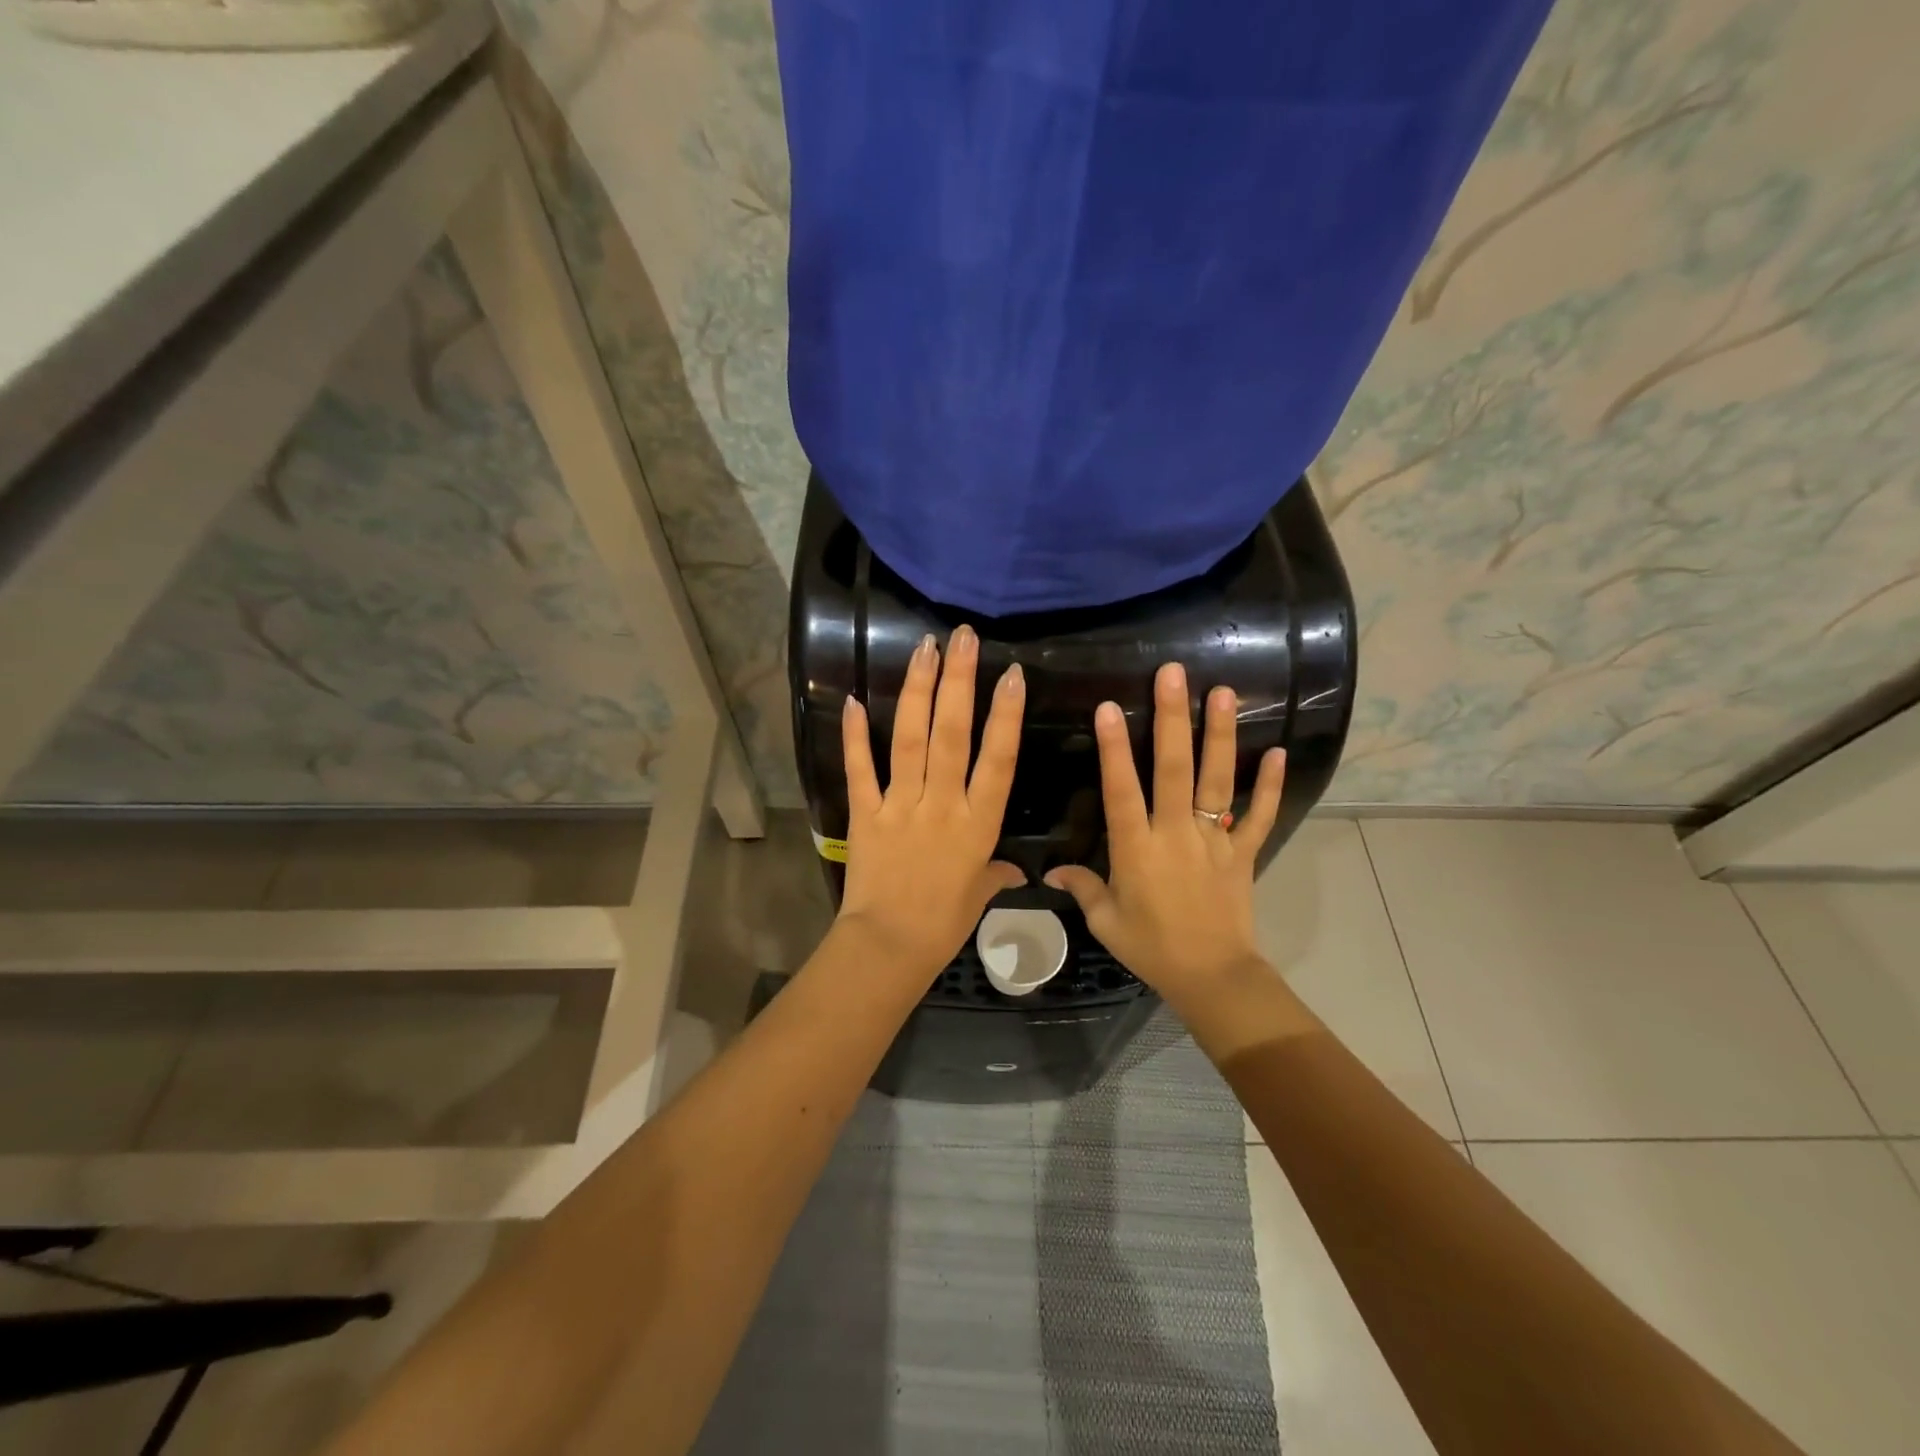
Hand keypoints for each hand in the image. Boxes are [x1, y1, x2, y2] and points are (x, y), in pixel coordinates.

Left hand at [836, 624, 1026, 977]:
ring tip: (925, 649)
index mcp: (978, 823)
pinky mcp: (866, 813)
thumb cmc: (943, 924)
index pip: (998, 759)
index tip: (1012, 675)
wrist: (889, 947)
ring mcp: (901, 805)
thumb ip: (996, 874)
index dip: (1006, 715)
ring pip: (911, 740)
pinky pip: (860, 769)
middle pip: (953, 735)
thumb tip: (1017, 872)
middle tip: (963, 638)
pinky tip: (856, 700)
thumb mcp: (978, 896)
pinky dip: (855, 736)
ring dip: (918, 692)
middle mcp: (942, 804)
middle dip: (959, 682)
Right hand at [1045, 661, 1284, 1002]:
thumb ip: (1082, 887)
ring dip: (1220, 735)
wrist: (1212, 976)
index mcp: (1137, 849)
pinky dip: (1268, 785)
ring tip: (1223, 692)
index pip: (1122, 790)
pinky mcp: (1242, 852)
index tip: (1109, 707)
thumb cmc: (1151, 948)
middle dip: (1172, 719)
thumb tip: (1052, 870)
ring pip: (1216, 780)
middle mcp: (1175, 834)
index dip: (1114, 749)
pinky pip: (1258, 815)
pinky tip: (1278, 751)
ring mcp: (1214, 839)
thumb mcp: (1106, 921)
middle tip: (1172, 674)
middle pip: (1174, 770)